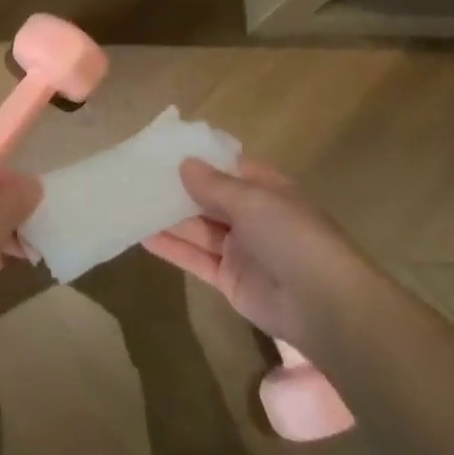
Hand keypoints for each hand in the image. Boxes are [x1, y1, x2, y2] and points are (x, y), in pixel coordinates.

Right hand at [144, 158, 371, 347]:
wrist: (322, 305)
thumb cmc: (292, 236)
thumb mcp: (253, 200)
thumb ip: (214, 184)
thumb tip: (184, 163)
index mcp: (267, 188)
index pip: (228, 166)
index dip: (199, 158)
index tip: (163, 149)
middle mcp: (253, 215)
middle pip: (209, 197)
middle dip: (178, 189)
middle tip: (137, 176)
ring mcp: (240, 248)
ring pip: (198, 228)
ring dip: (169, 218)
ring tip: (131, 203)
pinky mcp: (229, 279)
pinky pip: (196, 258)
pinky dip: (172, 248)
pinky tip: (143, 236)